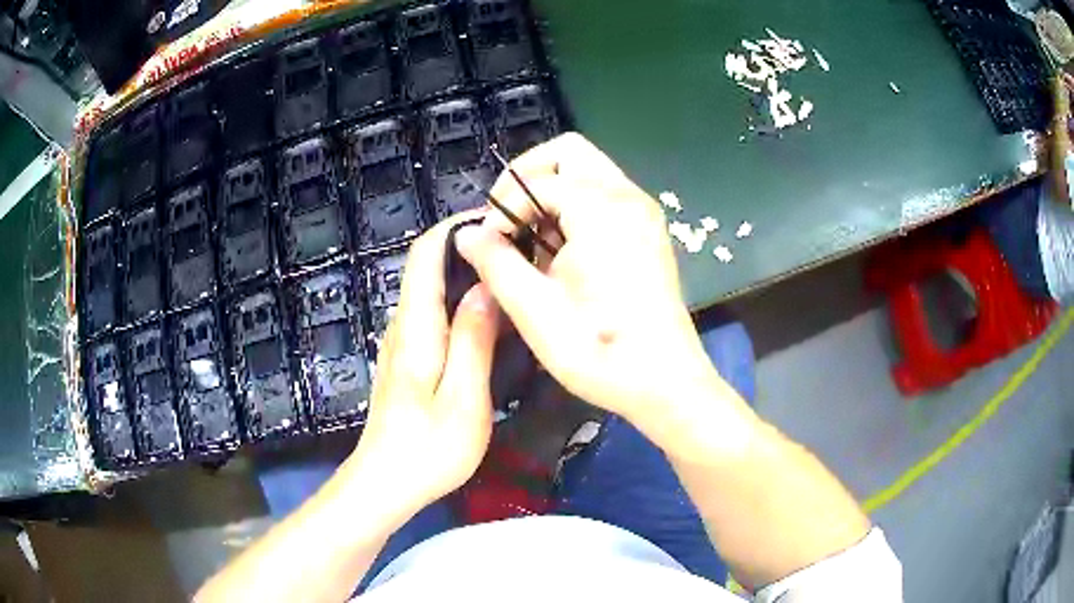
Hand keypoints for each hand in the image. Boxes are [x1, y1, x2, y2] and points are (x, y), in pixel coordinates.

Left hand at [350, 212, 499, 512]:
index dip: (457, 227)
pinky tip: (492, 321)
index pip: (426, 252)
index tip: (500, 221)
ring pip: (434, 291)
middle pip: (430, 266)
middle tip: (521, 251)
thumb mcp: (464, 398)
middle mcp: (404, 325)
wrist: (386, 484)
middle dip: (471, 248)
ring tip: (514, 278)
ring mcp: (403, 343)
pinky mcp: (408, 360)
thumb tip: (486, 286)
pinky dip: (463, 304)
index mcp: (416, 326)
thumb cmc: (428, 449)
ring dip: (469, 276)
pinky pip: (435, 315)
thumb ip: (473, 340)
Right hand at [455, 133, 743, 442]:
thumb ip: (495, 262)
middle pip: (568, 153)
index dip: (502, 209)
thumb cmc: (600, 351)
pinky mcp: (648, 231)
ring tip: (531, 239)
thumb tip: (467, 233)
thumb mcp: (535, 311)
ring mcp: (642, 212)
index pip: (536, 181)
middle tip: (506, 219)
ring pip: (587, 171)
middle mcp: (628, 197)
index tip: (486, 245)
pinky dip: (573, 206)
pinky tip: (561, 251)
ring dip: (550, 191)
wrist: (665, 384)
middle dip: (527, 177)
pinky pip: (603, 195)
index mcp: (601, 209)